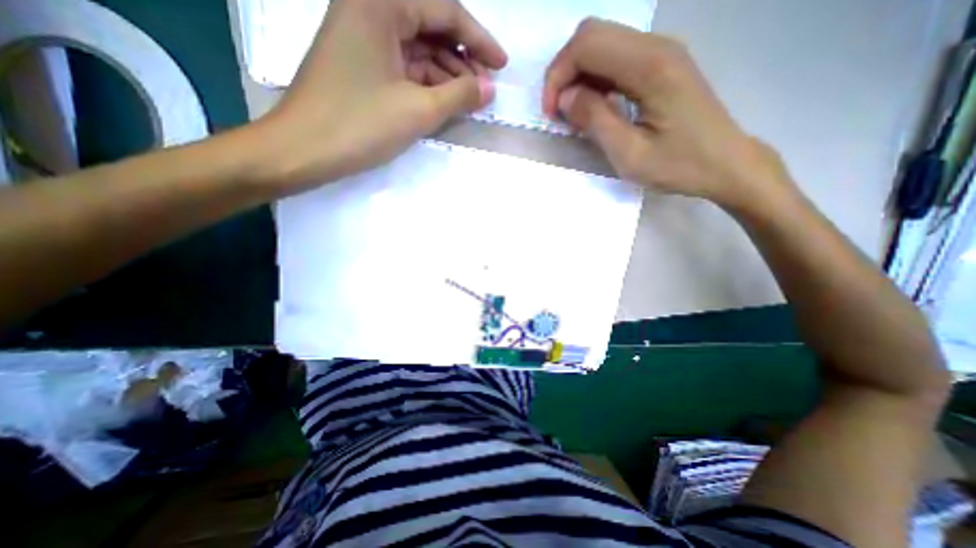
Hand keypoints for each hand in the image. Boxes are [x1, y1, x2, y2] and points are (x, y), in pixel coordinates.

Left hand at [254, 0, 505, 195]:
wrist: (303, 150)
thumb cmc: (360, 125)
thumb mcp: (419, 110)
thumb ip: (460, 95)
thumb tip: (489, 88)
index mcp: (379, 2)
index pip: (445, 10)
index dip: (479, 39)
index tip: (502, 65)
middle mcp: (369, 8)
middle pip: (431, 27)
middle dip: (463, 59)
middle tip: (485, 90)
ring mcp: (363, 37)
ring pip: (419, 50)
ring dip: (447, 74)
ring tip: (469, 100)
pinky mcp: (361, 64)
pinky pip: (404, 66)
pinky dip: (427, 83)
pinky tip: (444, 101)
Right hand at [546, 20, 794, 210]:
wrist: (725, 164)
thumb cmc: (679, 166)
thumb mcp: (629, 154)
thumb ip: (595, 121)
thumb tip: (565, 98)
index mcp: (650, 66)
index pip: (587, 45)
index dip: (558, 76)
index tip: (552, 114)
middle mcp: (656, 47)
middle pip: (592, 35)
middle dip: (564, 73)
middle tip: (560, 112)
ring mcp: (661, 52)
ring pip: (602, 44)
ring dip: (578, 76)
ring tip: (575, 115)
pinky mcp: (661, 65)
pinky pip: (615, 59)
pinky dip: (594, 80)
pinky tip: (595, 107)